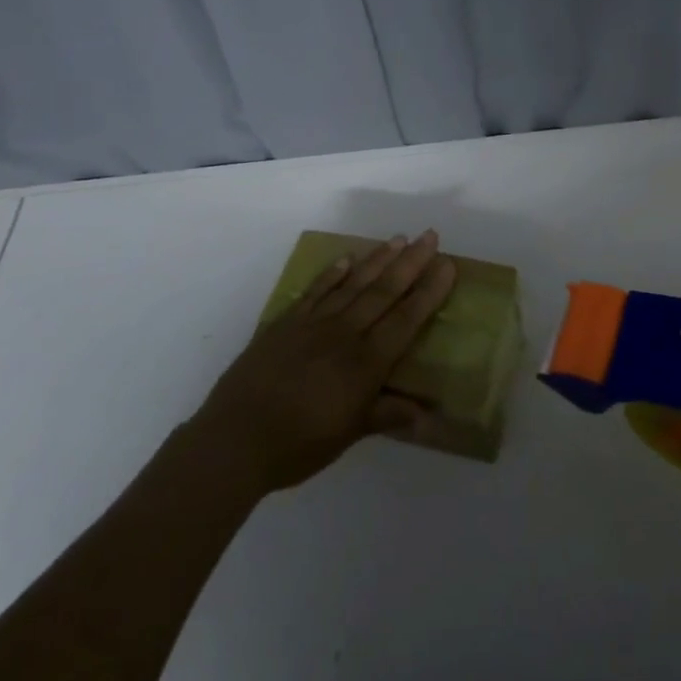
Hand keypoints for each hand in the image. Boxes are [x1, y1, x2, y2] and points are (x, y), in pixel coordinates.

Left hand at [188, 231, 456, 498]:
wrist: (233, 441)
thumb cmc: (297, 445)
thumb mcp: (349, 435)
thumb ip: (387, 415)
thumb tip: (428, 414)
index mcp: (364, 363)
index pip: (405, 319)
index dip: (429, 291)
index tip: (447, 264)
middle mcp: (343, 334)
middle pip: (383, 292)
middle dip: (410, 263)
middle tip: (429, 236)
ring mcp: (312, 324)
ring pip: (352, 284)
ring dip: (377, 260)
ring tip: (397, 238)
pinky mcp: (285, 324)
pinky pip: (314, 291)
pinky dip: (331, 273)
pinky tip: (346, 259)